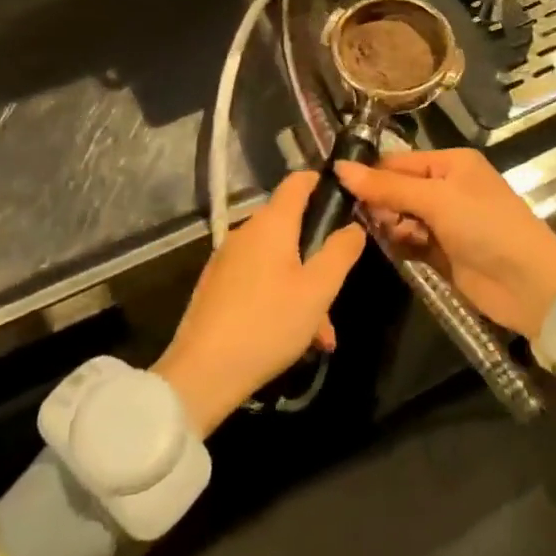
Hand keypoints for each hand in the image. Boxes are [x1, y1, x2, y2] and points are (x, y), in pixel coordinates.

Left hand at [153, 172, 366, 435]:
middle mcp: (246, 231)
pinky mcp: (216, 287)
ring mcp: (227, 259)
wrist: (201, 374)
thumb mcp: (318, 289)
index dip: (323, 183)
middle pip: (291, 227)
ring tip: (321, 334)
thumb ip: (341, 252)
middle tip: (337, 291)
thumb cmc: (268, 323)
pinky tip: (293, 338)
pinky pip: (258, 280)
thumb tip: (354, 226)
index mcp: (271, 222)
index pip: (298, 181)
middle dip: (318, 256)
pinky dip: (280, 298)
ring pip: (277, 261)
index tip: (347, 200)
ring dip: (303, 287)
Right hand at [334, 150, 555, 340]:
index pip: (398, 162)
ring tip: (396, 237)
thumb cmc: (485, 226)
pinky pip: (409, 242)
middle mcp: (446, 187)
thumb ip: (387, 186)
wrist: (528, 284)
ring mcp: (445, 221)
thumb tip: (340, 169)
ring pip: (400, 217)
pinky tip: (402, 251)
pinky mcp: (442, 252)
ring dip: (392, 226)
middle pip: (396, 189)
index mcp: (449, 163)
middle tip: (371, 220)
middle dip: (381, 203)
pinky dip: (402, 245)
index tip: (339, 190)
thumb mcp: (436, 199)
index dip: (371, 174)